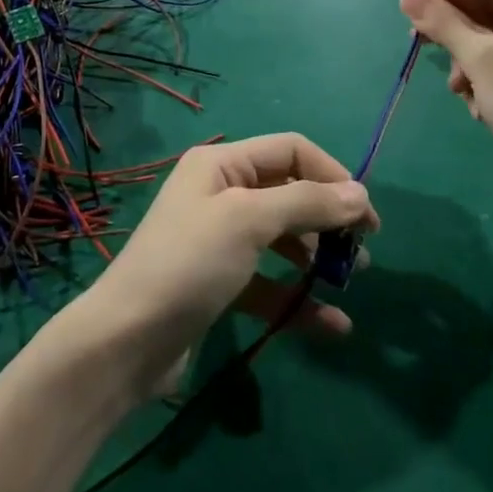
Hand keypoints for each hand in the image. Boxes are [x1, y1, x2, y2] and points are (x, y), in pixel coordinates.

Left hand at [70, 134, 377, 400]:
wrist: (127, 341)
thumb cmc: (189, 264)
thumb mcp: (249, 221)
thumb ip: (306, 203)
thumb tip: (359, 193)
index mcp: (222, 164)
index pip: (290, 150)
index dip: (332, 174)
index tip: (365, 215)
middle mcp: (220, 193)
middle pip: (289, 192)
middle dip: (327, 217)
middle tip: (362, 252)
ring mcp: (219, 240)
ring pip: (282, 238)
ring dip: (317, 256)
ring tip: (350, 280)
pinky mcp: (220, 283)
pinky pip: (269, 282)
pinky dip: (298, 298)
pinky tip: (332, 325)